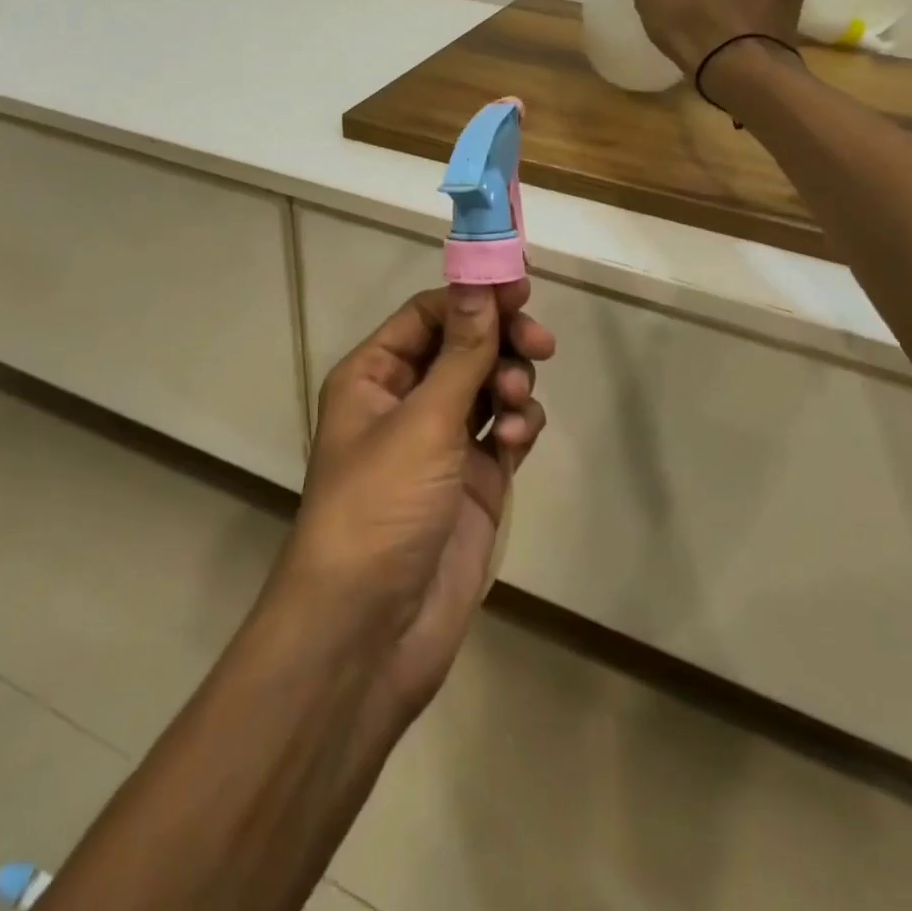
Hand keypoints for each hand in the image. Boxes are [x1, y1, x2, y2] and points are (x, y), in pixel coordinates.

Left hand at [283, 282, 555, 728]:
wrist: (372, 631)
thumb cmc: (382, 506)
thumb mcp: (424, 419)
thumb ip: (462, 350)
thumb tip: (480, 279)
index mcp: (375, 375)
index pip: (429, 314)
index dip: (474, 297)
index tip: (522, 288)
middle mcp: (406, 401)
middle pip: (465, 346)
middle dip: (502, 342)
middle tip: (540, 344)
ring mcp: (442, 443)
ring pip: (490, 387)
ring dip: (511, 385)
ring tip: (516, 408)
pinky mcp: (474, 481)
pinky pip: (505, 431)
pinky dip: (519, 426)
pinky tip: (519, 441)